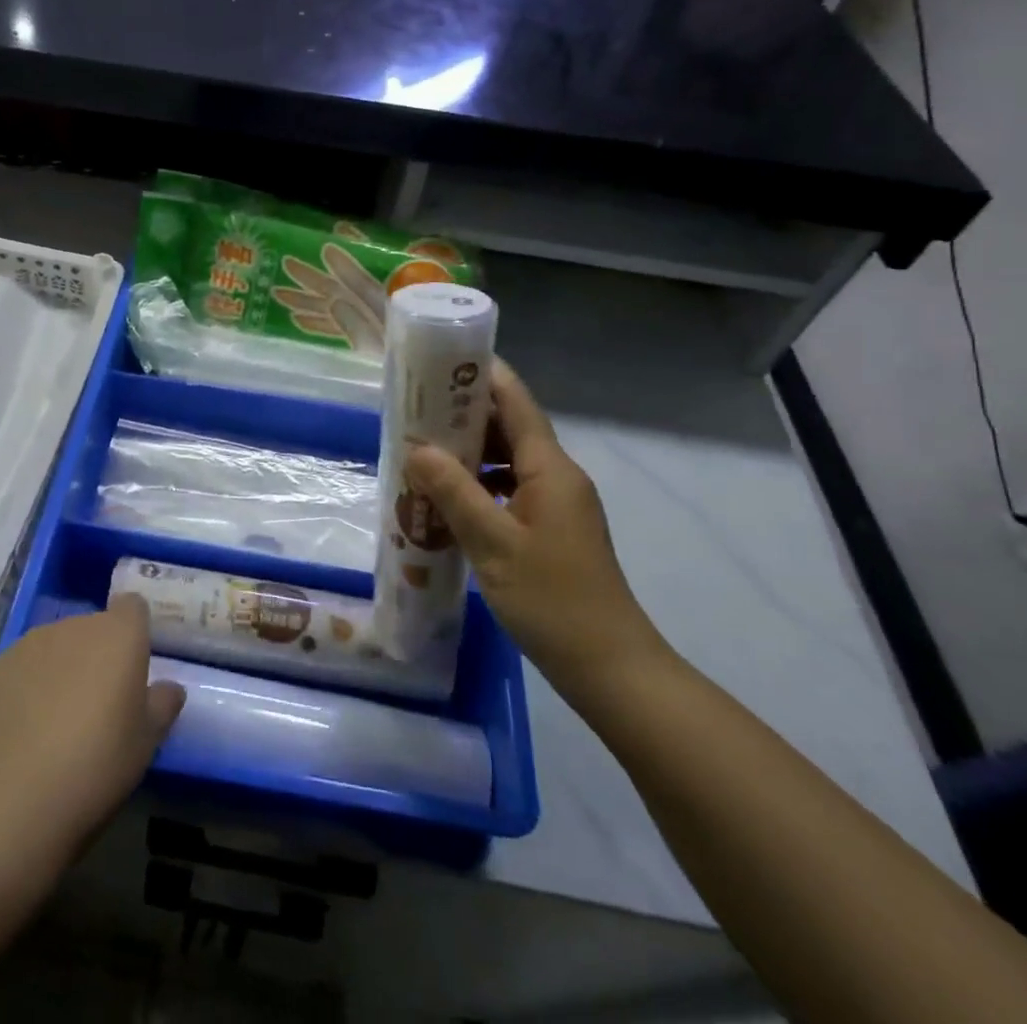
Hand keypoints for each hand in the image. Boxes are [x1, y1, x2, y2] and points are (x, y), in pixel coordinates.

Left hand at [0, 595, 184, 852]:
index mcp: (119, 634)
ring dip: (60, 669)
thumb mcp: (146, 742)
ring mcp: (30, 643)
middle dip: (96, 654)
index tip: (133, 664)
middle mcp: (75, 625)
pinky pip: (20, 669)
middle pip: (92, 628)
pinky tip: (22, 730)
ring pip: (54, 646)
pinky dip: (25, 688)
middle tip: (98, 703)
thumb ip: (162, 705)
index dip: (134, 630)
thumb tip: (170, 688)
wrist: (15, 794)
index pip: (132, 607)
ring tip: (56, 720)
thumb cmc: (98, 762)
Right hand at [404, 361, 666, 699]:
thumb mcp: (493, 543)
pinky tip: (447, 500)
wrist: (610, 667)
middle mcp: (557, 477)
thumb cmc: (552, 600)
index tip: (440, 359)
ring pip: (508, 460)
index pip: (516, 402)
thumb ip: (453, 491)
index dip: (482, 375)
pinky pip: (510, 489)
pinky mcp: (551, 529)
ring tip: (422, 451)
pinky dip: (479, 485)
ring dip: (469, 453)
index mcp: (550, 469)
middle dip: (464, 415)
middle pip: (510, 427)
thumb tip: (417, 448)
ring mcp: (557, 504)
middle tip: (415, 408)